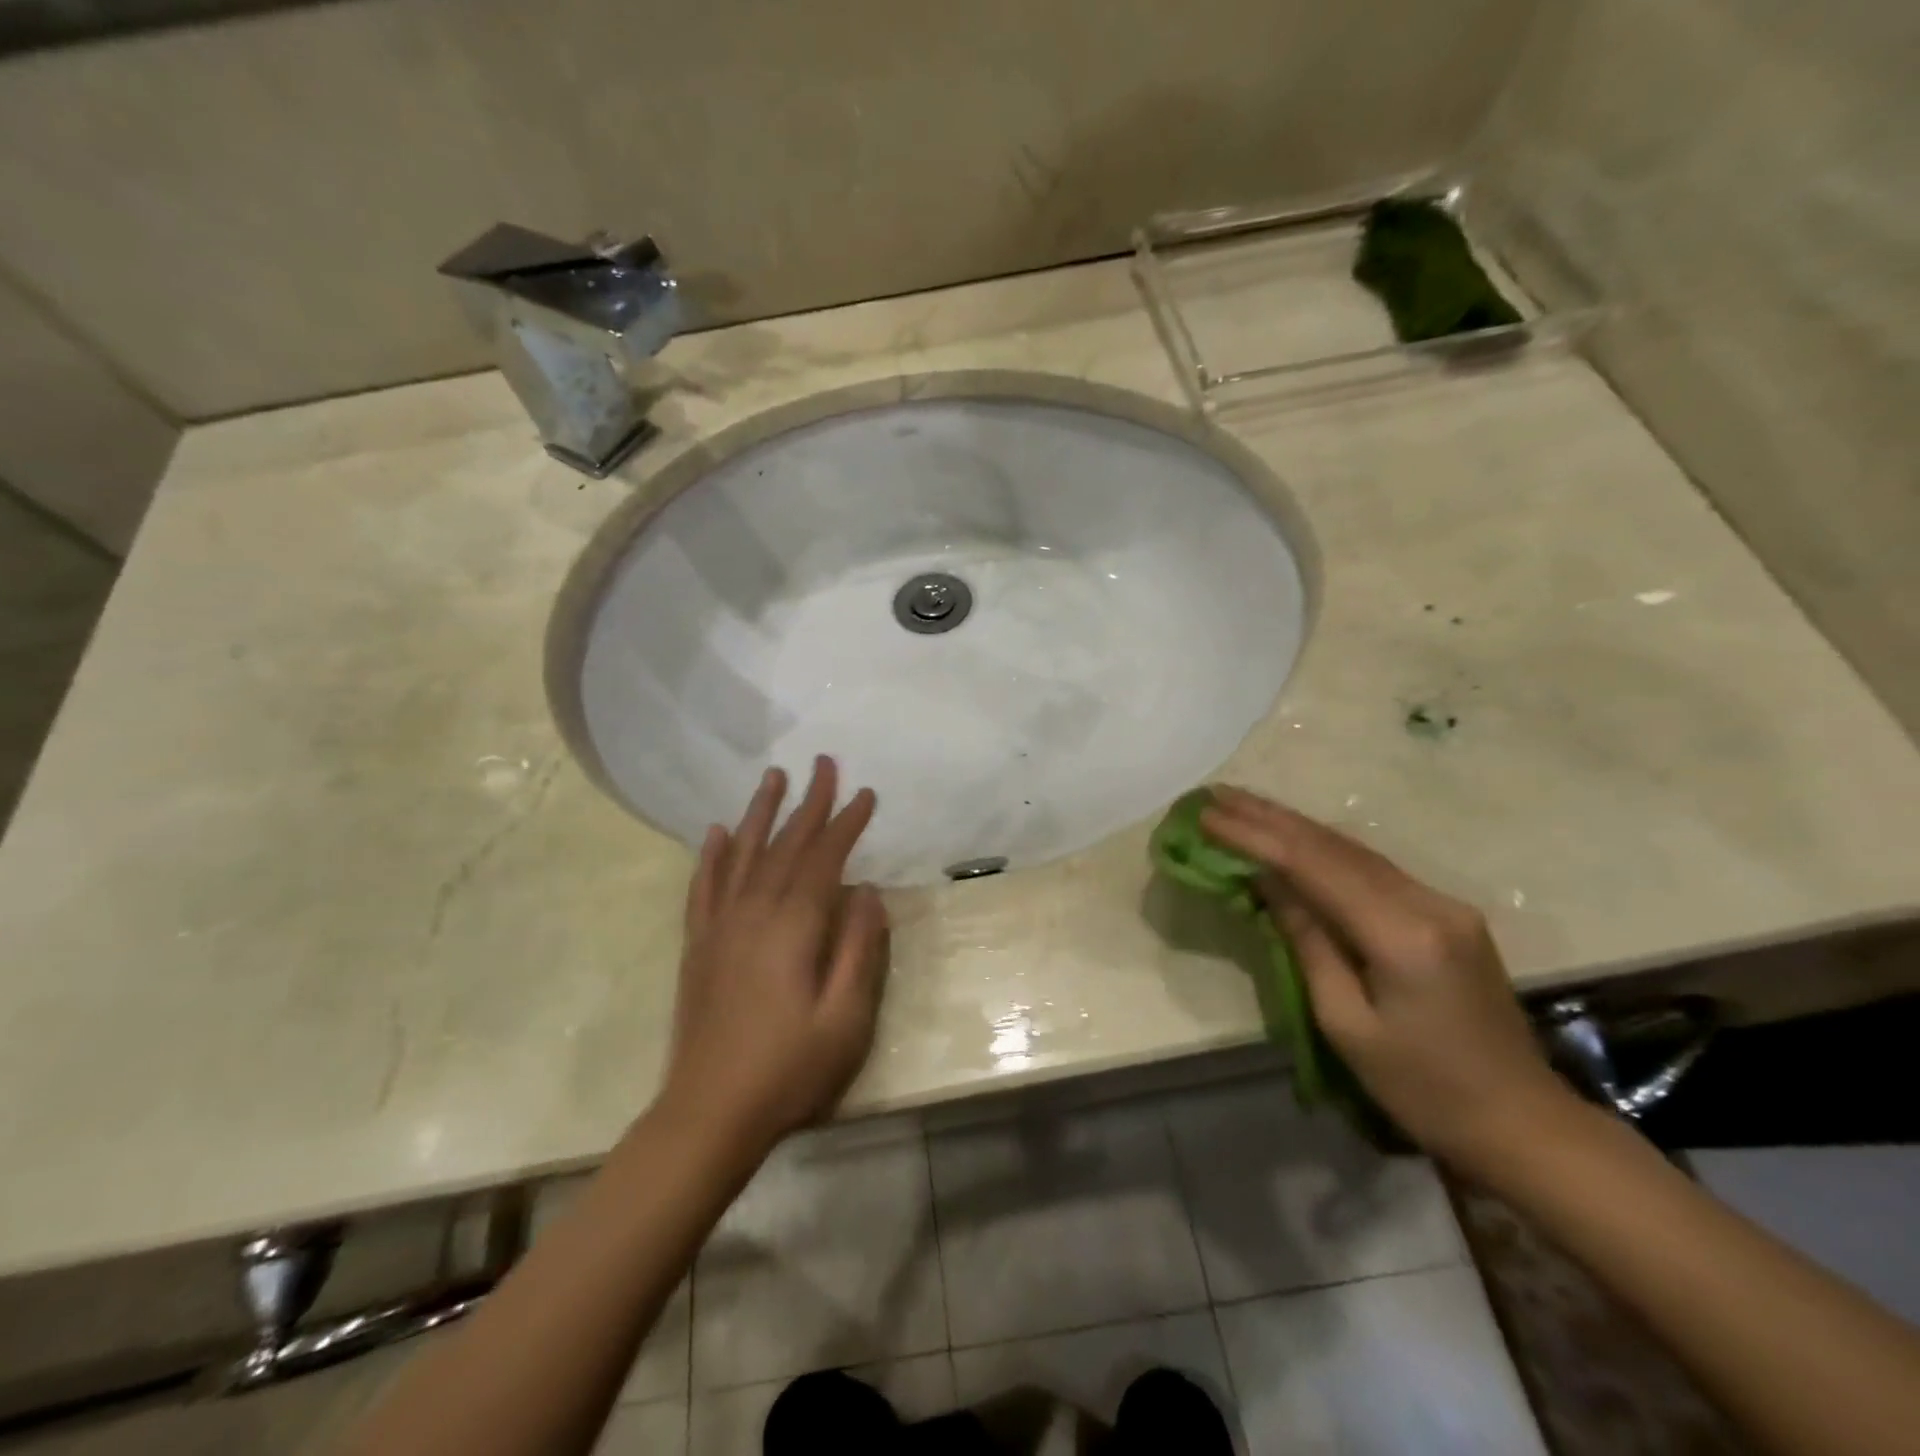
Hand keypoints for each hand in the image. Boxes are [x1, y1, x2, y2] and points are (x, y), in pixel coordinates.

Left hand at [660, 757, 888, 1155]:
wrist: (708, 1114)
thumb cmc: (788, 1070)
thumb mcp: (845, 1018)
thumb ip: (860, 949)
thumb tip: (866, 891)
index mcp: (792, 928)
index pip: (823, 860)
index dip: (845, 824)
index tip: (864, 793)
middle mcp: (752, 914)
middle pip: (784, 846)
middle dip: (808, 804)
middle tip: (823, 764)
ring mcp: (719, 927)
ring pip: (741, 855)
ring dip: (759, 813)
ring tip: (773, 777)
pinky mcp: (698, 945)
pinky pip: (703, 886)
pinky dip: (710, 855)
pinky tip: (715, 832)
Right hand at [1201, 787, 1574, 1173]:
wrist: (1522, 1122)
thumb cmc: (1422, 1088)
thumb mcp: (1346, 1023)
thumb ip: (1307, 942)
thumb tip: (1268, 882)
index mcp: (1403, 935)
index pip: (1313, 867)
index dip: (1255, 837)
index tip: (1208, 815)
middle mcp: (1428, 902)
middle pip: (1335, 846)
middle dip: (1269, 817)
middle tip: (1216, 795)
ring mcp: (1443, 902)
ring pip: (1354, 850)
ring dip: (1294, 826)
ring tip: (1243, 806)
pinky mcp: (1445, 912)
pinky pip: (1371, 868)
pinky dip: (1323, 849)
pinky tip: (1293, 837)